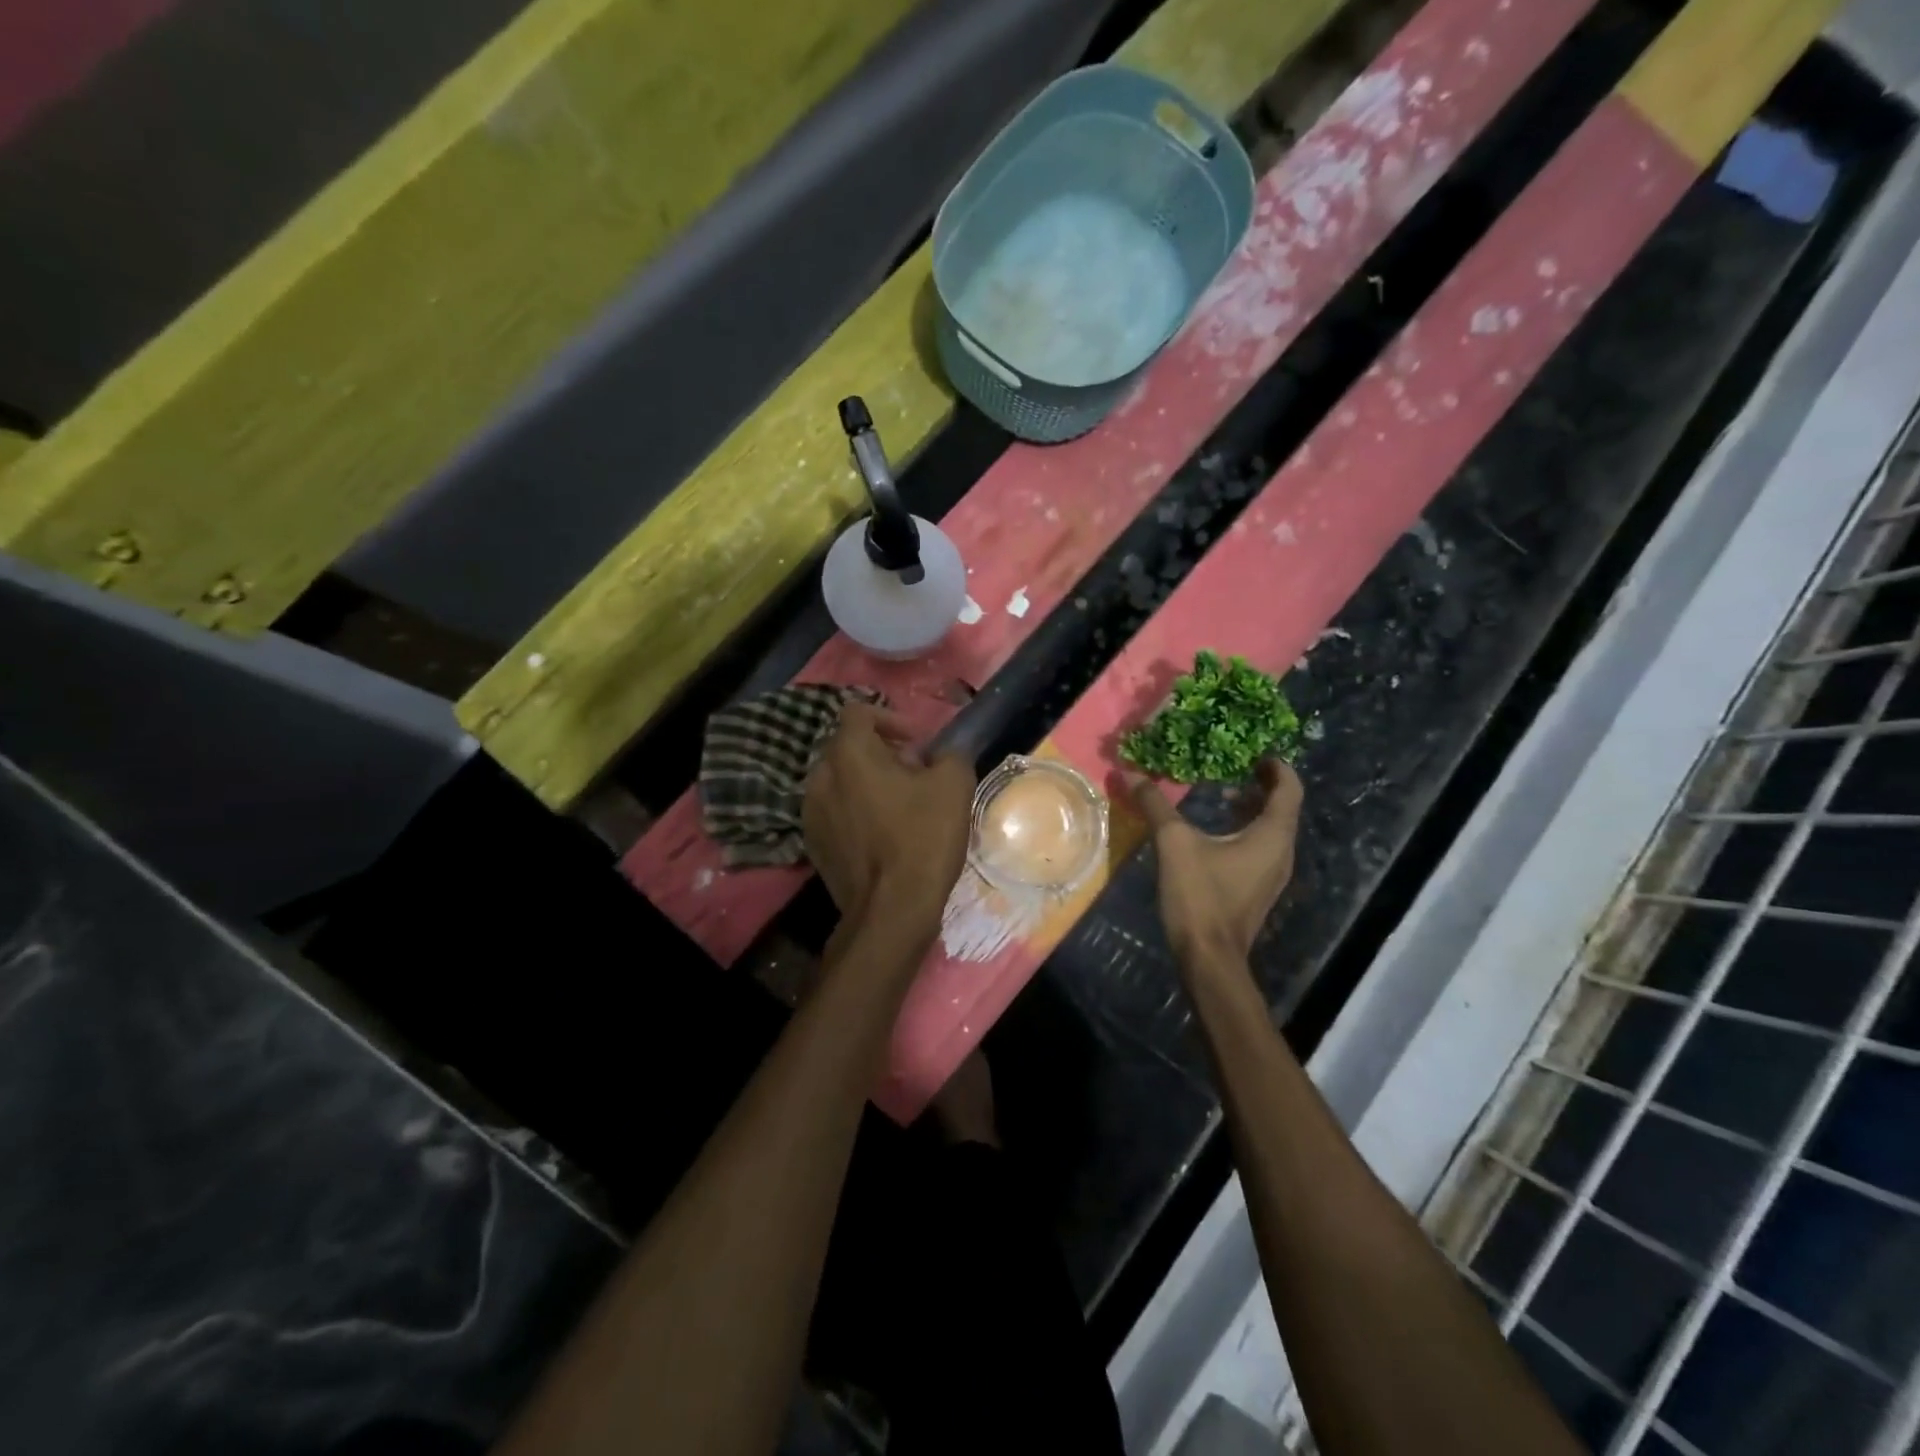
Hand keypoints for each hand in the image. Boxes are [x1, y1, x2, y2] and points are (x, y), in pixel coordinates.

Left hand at [804, 701, 974, 933]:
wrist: (891, 910)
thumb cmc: (922, 838)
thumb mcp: (954, 785)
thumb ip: (950, 754)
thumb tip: (941, 754)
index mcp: (848, 754)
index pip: (858, 712)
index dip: (891, 718)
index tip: (917, 743)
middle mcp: (820, 777)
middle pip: (848, 748)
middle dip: (881, 753)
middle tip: (915, 773)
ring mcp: (811, 813)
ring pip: (840, 781)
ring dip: (867, 783)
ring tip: (900, 805)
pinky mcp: (813, 845)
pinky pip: (835, 812)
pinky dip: (857, 811)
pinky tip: (884, 834)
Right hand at [1123, 759, 1303, 966]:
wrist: (1209, 958)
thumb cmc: (1200, 896)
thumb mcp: (1173, 843)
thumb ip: (1155, 806)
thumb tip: (1130, 774)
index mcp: (1272, 836)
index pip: (1289, 790)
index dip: (1277, 768)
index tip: (1257, 754)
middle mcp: (1281, 852)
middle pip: (1282, 809)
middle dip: (1260, 787)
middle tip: (1233, 772)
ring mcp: (1272, 875)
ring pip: (1271, 831)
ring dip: (1251, 810)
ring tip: (1221, 799)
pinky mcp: (1258, 890)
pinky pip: (1260, 849)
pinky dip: (1245, 832)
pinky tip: (1213, 836)